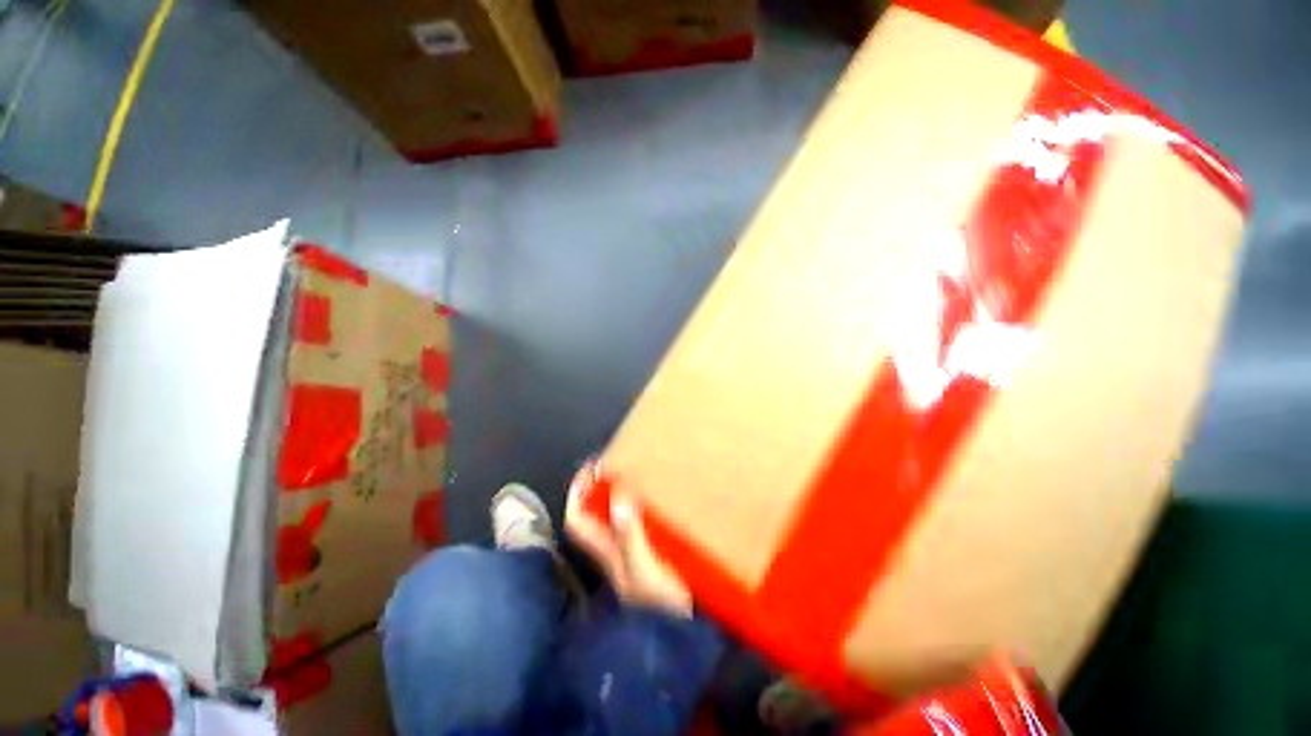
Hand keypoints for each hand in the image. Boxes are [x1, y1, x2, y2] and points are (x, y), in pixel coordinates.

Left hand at [565, 462, 692, 617]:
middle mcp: (615, 549)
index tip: (590, 467)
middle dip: (600, 488)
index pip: (577, 520)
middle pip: (596, 514)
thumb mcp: (644, 569)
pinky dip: (643, 507)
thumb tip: (616, 496)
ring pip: (617, 517)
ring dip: (621, 495)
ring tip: (639, 473)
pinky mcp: (653, 554)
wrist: (686, 635)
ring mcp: (634, 552)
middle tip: (620, 462)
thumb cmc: (662, 604)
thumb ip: (630, 535)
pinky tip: (659, 498)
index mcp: (607, 551)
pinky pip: (640, 523)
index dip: (577, 493)